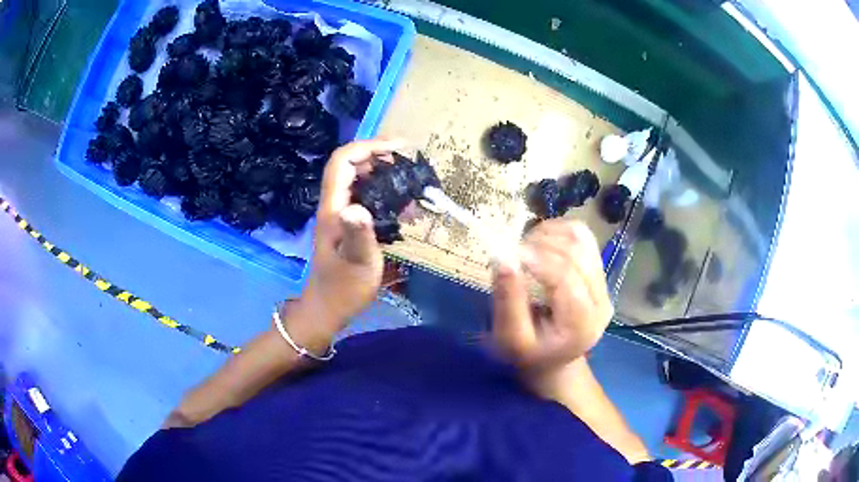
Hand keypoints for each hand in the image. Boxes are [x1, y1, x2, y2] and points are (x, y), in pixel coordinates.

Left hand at [291, 138, 404, 335]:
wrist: (327, 309)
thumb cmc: (343, 289)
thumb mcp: (357, 264)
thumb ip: (359, 235)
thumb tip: (357, 207)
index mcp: (333, 208)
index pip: (342, 161)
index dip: (368, 146)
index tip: (398, 147)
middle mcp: (335, 205)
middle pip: (350, 165)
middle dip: (379, 157)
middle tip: (409, 164)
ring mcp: (341, 214)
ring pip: (359, 180)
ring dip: (384, 175)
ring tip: (411, 182)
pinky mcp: (349, 224)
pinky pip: (366, 198)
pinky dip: (385, 194)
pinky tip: (404, 208)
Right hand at [492, 219, 612, 376]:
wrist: (551, 360)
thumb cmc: (528, 354)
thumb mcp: (510, 338)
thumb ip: (507, 301)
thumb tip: (502, 256)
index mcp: (583, 325)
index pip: (566, 277)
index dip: (537, 257)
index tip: (508, 253)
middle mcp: (601, 302)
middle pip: (576, 252)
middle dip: (540, 243)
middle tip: (513, 252)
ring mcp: (603, 284)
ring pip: (581, 238)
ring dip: (549, 233)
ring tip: (526, 248)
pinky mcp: (598, 271)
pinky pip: (583, 236)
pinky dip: (558, 230)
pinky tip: (540, 242)